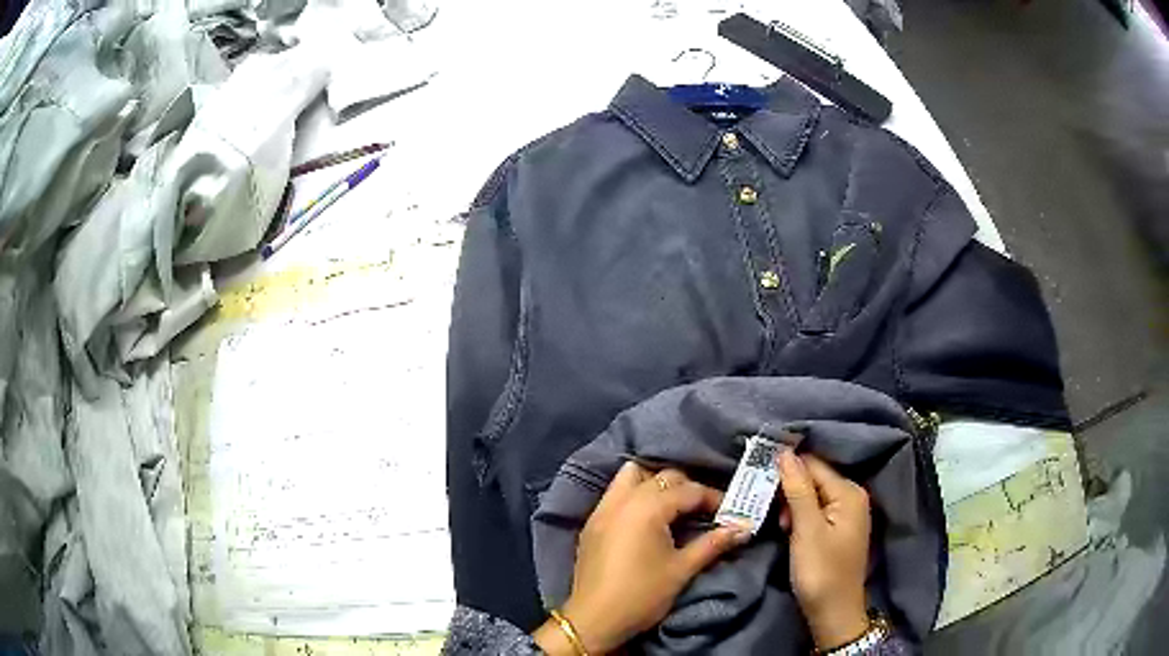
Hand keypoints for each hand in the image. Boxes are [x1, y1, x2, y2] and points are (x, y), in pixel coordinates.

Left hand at [534, 462, 748, 654]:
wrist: (594, 620)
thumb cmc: (642, 595)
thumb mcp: (682, 570)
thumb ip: (713, 544)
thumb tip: (743, 528)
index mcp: (646, 508)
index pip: (688, 490)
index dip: (713, 498)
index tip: (730, 512)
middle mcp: (622, 500)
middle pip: (662, 477)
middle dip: (687, 488)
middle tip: (705, 509)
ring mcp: (602, 509)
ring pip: (632, 476)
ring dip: (656, 483)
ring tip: (674, 506)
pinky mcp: (592, 523)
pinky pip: (616, 493)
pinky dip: (635, 493)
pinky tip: (648, 515)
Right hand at [777, 451, 870, 649]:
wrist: (833, 612)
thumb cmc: (820, 571)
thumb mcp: (806, 530)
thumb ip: (798, 490)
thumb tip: (785, 453)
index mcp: (849, 492)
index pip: (814, 465)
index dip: (786, 469)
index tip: (758, 479)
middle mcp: (852, 496)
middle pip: (814, 478)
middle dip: (789, 490)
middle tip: (769, 509)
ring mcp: (847, 513)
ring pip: (813, 495)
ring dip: (792, 505)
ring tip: (780, 525)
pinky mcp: (839, 528)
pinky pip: (816, 510)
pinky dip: (800, 517)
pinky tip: (789, 530)